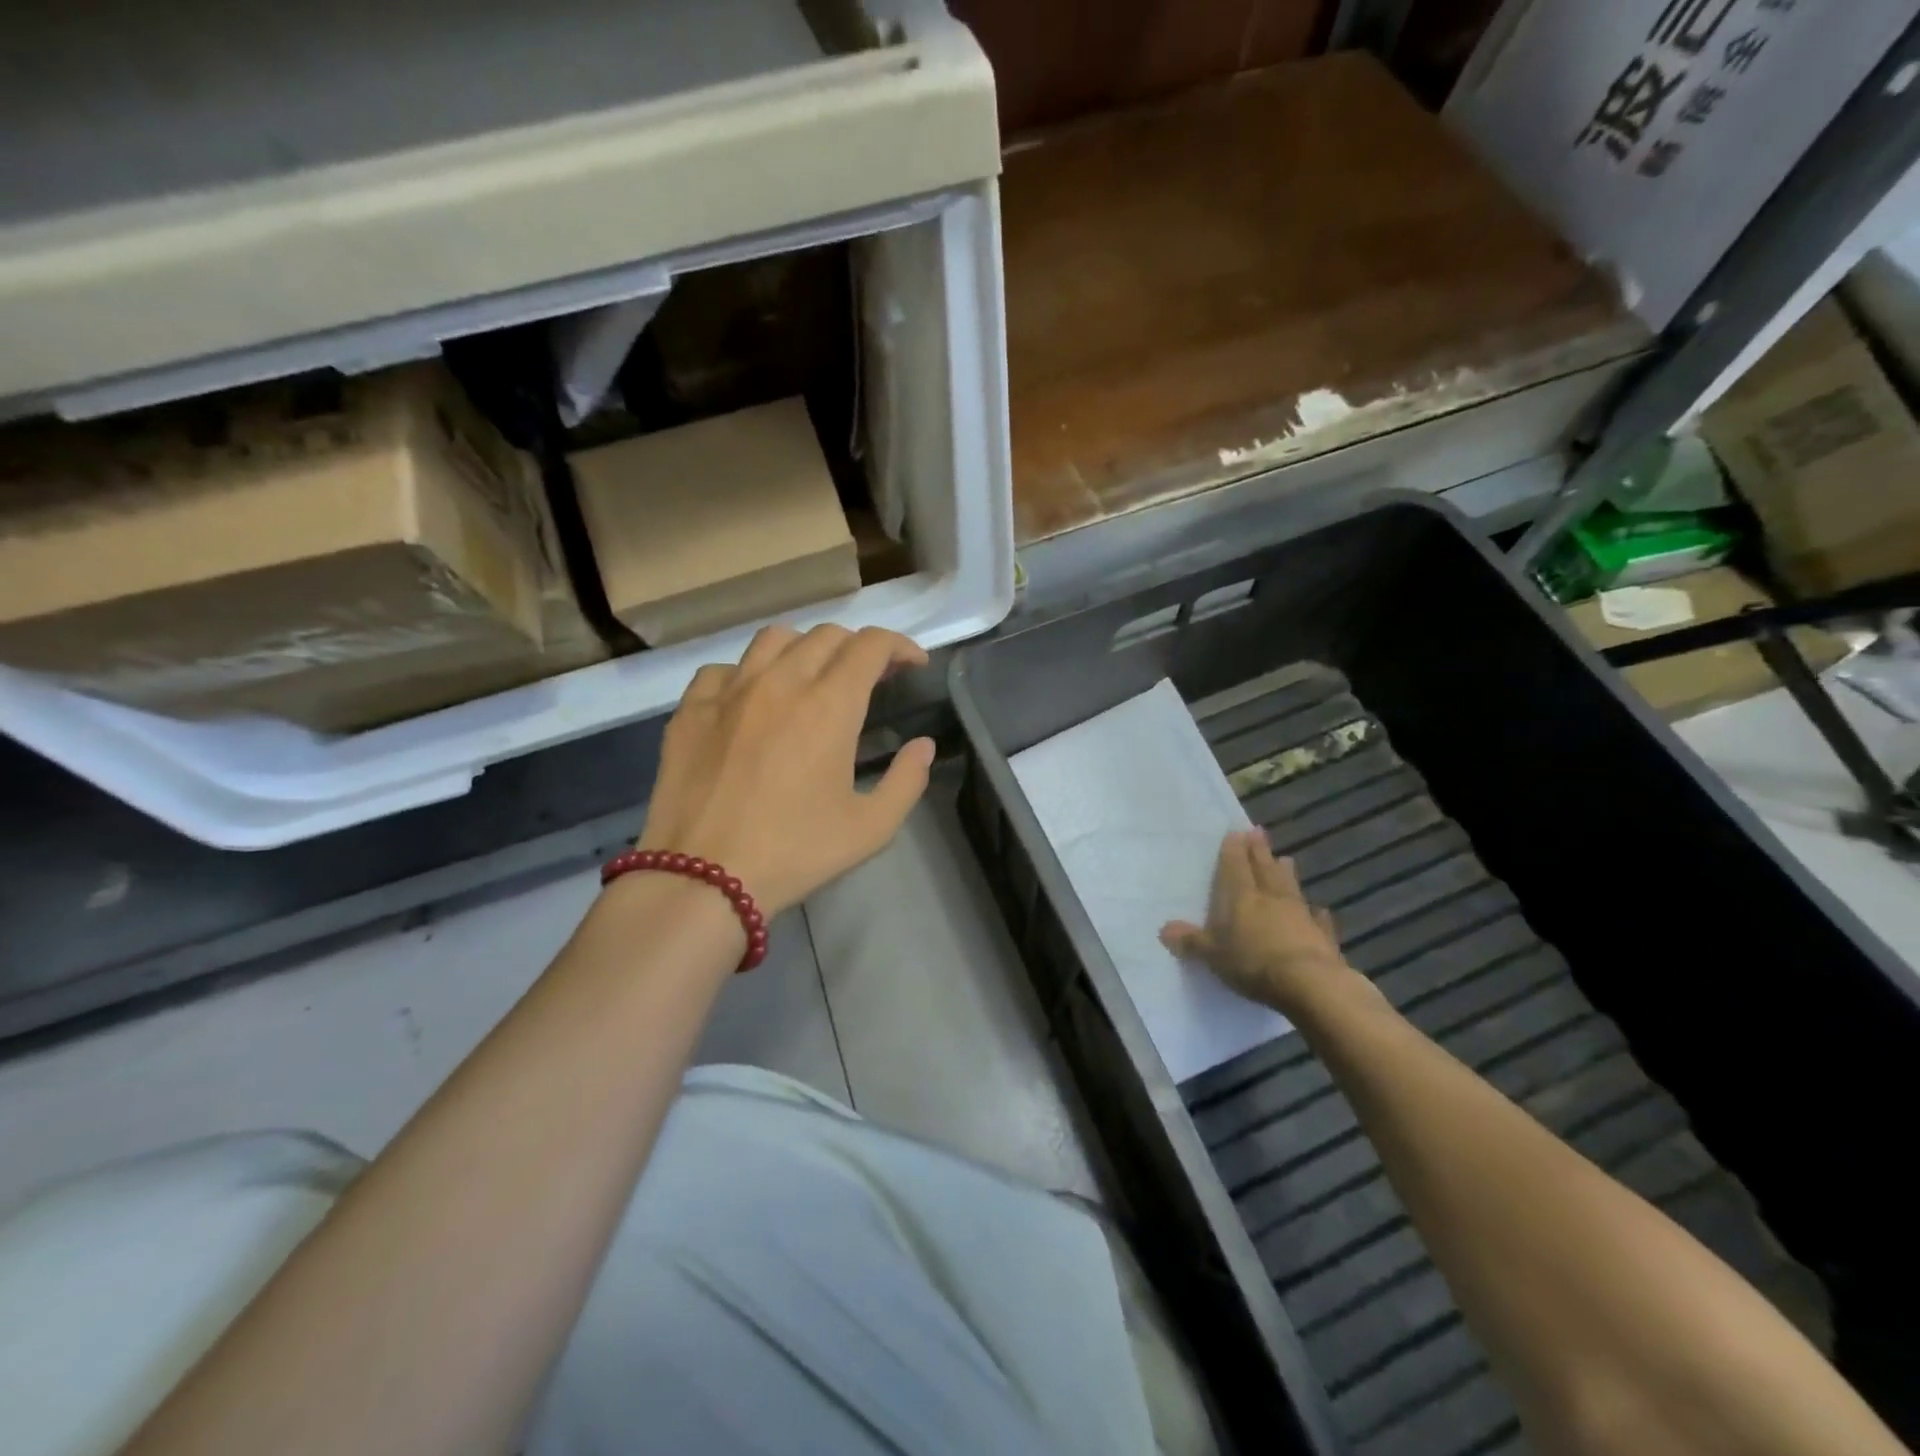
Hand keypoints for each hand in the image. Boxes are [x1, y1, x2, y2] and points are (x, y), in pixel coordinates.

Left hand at [636, 624, 935, 915]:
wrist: (702, 878)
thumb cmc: (795, 853)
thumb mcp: (871, 828)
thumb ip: (907, 780)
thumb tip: (923, 746)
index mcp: (829, 706)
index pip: (871, 645)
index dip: (899, 646)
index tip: (912, 664)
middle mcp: (780, 682)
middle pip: (827, 635)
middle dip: (858, 647)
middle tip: (870, 677)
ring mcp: (729, 691)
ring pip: (774, 639)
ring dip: (805, 648)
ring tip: (812, 677)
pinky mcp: (691, 709)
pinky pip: (724, 669)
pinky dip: (748, 674)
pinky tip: (752, 701)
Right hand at [1160, 830, 1351, 1015]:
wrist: (1310, 984)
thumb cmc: (1253, 963)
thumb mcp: (1212, 955)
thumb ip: (1191, 941)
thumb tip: (1164, 930)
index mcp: (1242, 897)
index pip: (1236, 866)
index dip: (1234, 849)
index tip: (1237, 832)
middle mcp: (1271, 898)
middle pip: (1264, 869)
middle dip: (1260, 851)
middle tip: (1259, 832)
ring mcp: (1300, 915)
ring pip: (1291, 887)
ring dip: (1287, 873)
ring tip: (1286, 859)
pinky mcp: (1323, 937)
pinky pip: (1318, 920)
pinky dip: (1317, 913)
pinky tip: (1321, 910)